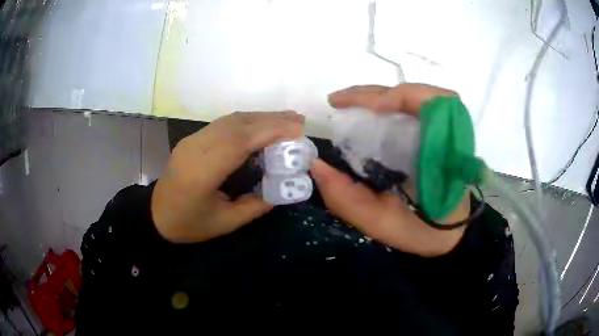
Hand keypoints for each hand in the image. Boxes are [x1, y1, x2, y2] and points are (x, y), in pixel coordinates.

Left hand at [152, 111, 304, 242]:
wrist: (156, 214)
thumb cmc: (190, 224)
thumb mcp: (226, 223)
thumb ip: (256, 205)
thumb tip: (285, 187)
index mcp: (200, 174)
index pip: (238, 142)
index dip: (269, 130)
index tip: (298, 129)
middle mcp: (195, 149)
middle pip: (236, 125)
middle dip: (271, 120)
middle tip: (300, 121)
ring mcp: (192, 140)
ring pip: (230, 120)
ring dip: (261, 117)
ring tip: (288, 119)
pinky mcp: (193, 138)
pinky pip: (223, 124)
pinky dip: (248, 121)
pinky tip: (263, 124)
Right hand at [311, 84, 470, 256]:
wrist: (448, 233)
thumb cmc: (421, 231)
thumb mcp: (383, 224)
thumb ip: (348, 200)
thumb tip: (316, 165)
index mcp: (442, 154)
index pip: (433, 104)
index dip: (400, 97)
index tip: (369, 109)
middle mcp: (447, 134)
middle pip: (417, 93)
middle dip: (373, 93)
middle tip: (336, 102)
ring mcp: (445, 129)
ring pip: (413, 95)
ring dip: (377, 95)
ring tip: (346, 104)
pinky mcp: (438, 132)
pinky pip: (413, 106)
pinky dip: (387, 103)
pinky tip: (367, 113)